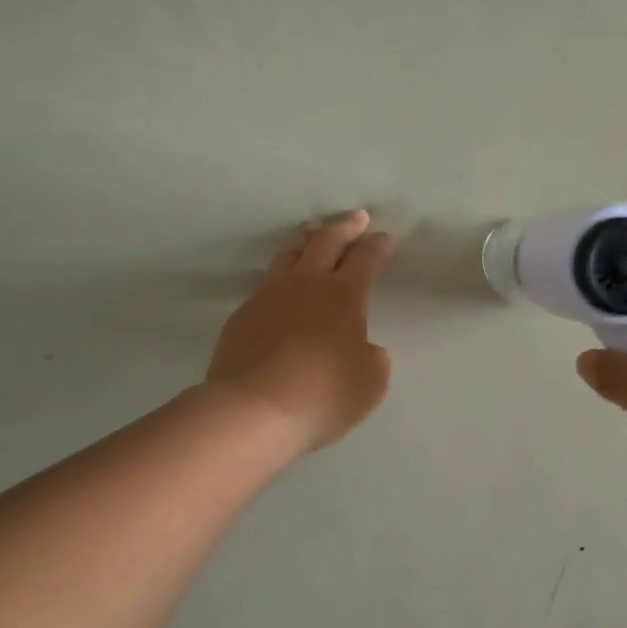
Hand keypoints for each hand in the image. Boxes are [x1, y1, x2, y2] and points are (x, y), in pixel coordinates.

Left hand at [206, 210, 396, 452]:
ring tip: (313, 234)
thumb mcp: (369, 385)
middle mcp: (306, 285)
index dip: (377, 246)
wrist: (252, 410)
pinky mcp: (242, 314)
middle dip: (344, 227)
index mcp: (343, 296)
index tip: (384, 237)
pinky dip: (281, 273)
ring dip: (307, 240)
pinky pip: (266, 282)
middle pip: (326, 242)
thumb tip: (365, 350)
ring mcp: (269, 295)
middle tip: (355, 218)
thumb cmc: (322, 396)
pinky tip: (281, 283)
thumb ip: (373, 361)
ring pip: (290, 254)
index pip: (365, 259)